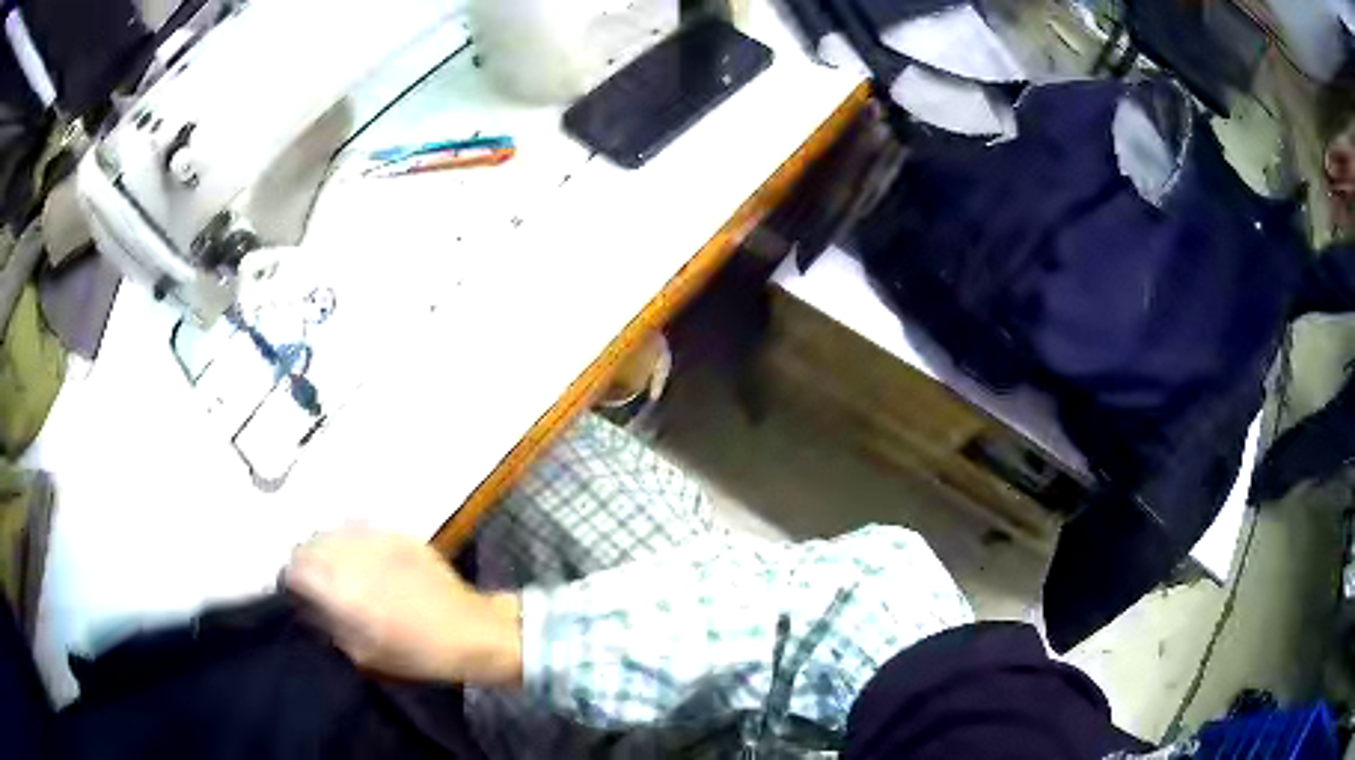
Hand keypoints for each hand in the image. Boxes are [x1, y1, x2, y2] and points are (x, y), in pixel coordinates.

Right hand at [284, 527, 521, 685]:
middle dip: (307, 563)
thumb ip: (326, 623)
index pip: (294, 567)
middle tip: (318, 584)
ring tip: (340, 572)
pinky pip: (361, 531)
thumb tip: (306, 605)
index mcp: (339, 585)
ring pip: (333, 532)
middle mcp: (351, 553)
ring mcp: (376, 538)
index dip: (291, 582)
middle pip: (309, 544)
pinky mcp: (397, 533)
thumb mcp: (360, 652)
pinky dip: (353, 544)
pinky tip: (367, 564)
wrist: (469, 630)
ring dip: (328, 550)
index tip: (298, 595)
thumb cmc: (414, 652)